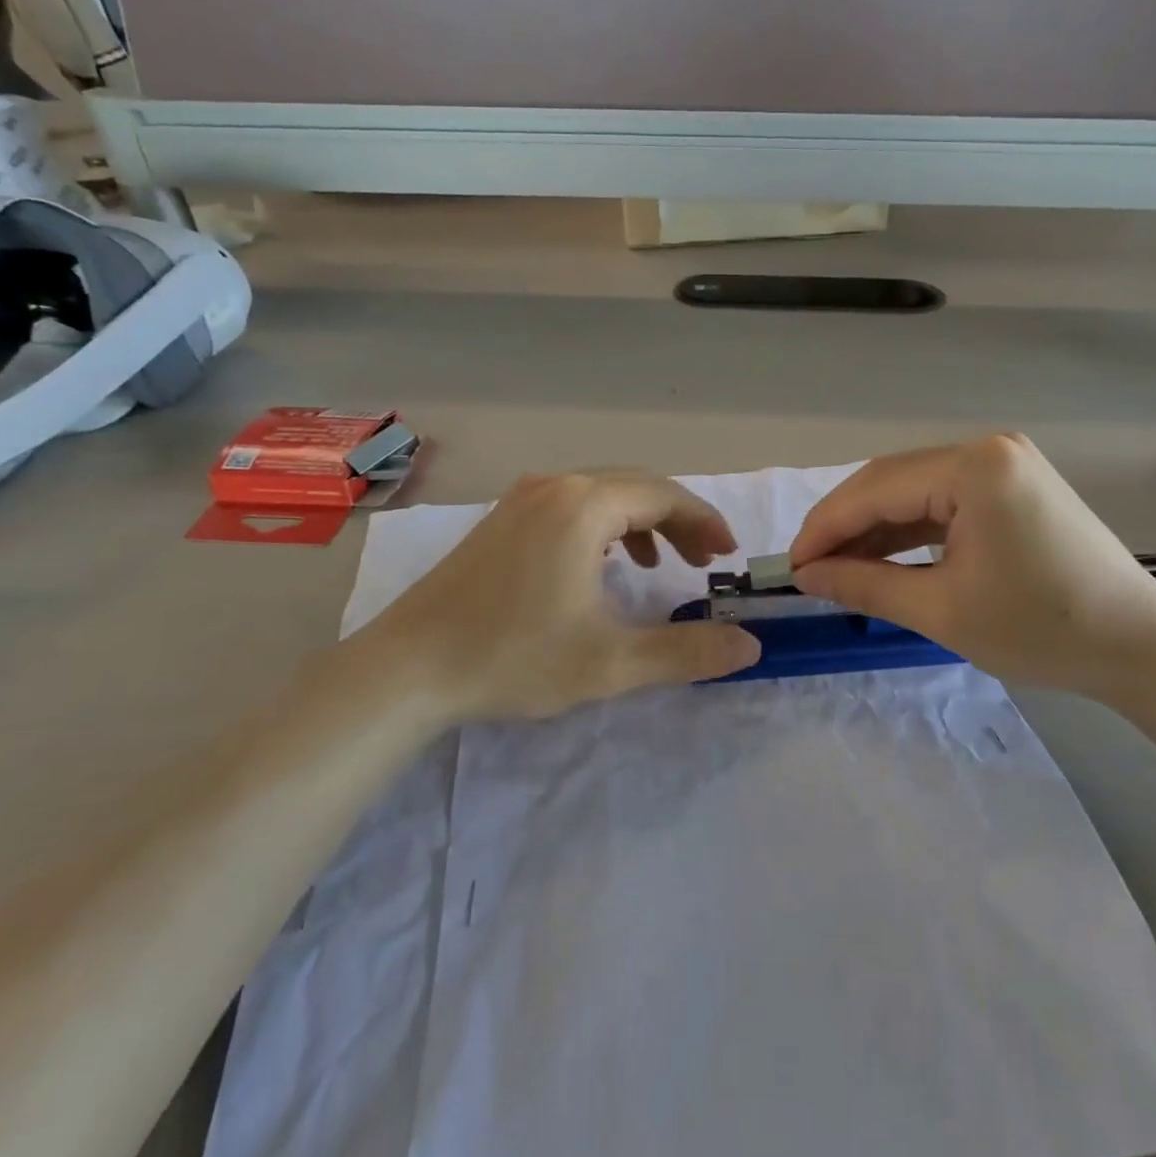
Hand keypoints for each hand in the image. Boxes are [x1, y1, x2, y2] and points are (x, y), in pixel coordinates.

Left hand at [343, 472, 761, 724]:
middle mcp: (554, 486)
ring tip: (662, 565)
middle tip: (704, 562)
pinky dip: (605, 527)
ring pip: (602, 495)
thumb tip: (750, 645)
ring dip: (642, 523)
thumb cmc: (512, 658)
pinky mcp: (501, 520)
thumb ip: (687, 651)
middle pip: (636, 488)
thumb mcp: (611, 661)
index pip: (665, 496)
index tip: (727, 557)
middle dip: (678, 521)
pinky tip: (603, 565)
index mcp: (583, 505)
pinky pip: (571, 506)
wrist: (405, 670)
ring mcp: (521, 499)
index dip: (705, 522)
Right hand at [788, 435, 1155, 697]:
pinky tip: (883, 555)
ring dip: (874, 527)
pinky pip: (943, 500)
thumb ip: (864, 584)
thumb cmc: (1043, 630)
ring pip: (914, 490)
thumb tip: (805, 575)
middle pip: (891, 481)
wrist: (1141, 647)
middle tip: (809, 569)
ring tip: (838, 567)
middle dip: (845, 525)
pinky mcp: (1012, 484)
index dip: (825, 528)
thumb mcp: (941, 611)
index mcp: (974, 468)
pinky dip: (910, 529)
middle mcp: (987, 449)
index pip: (875, 489)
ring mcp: (1003, 463)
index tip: (789, 566)